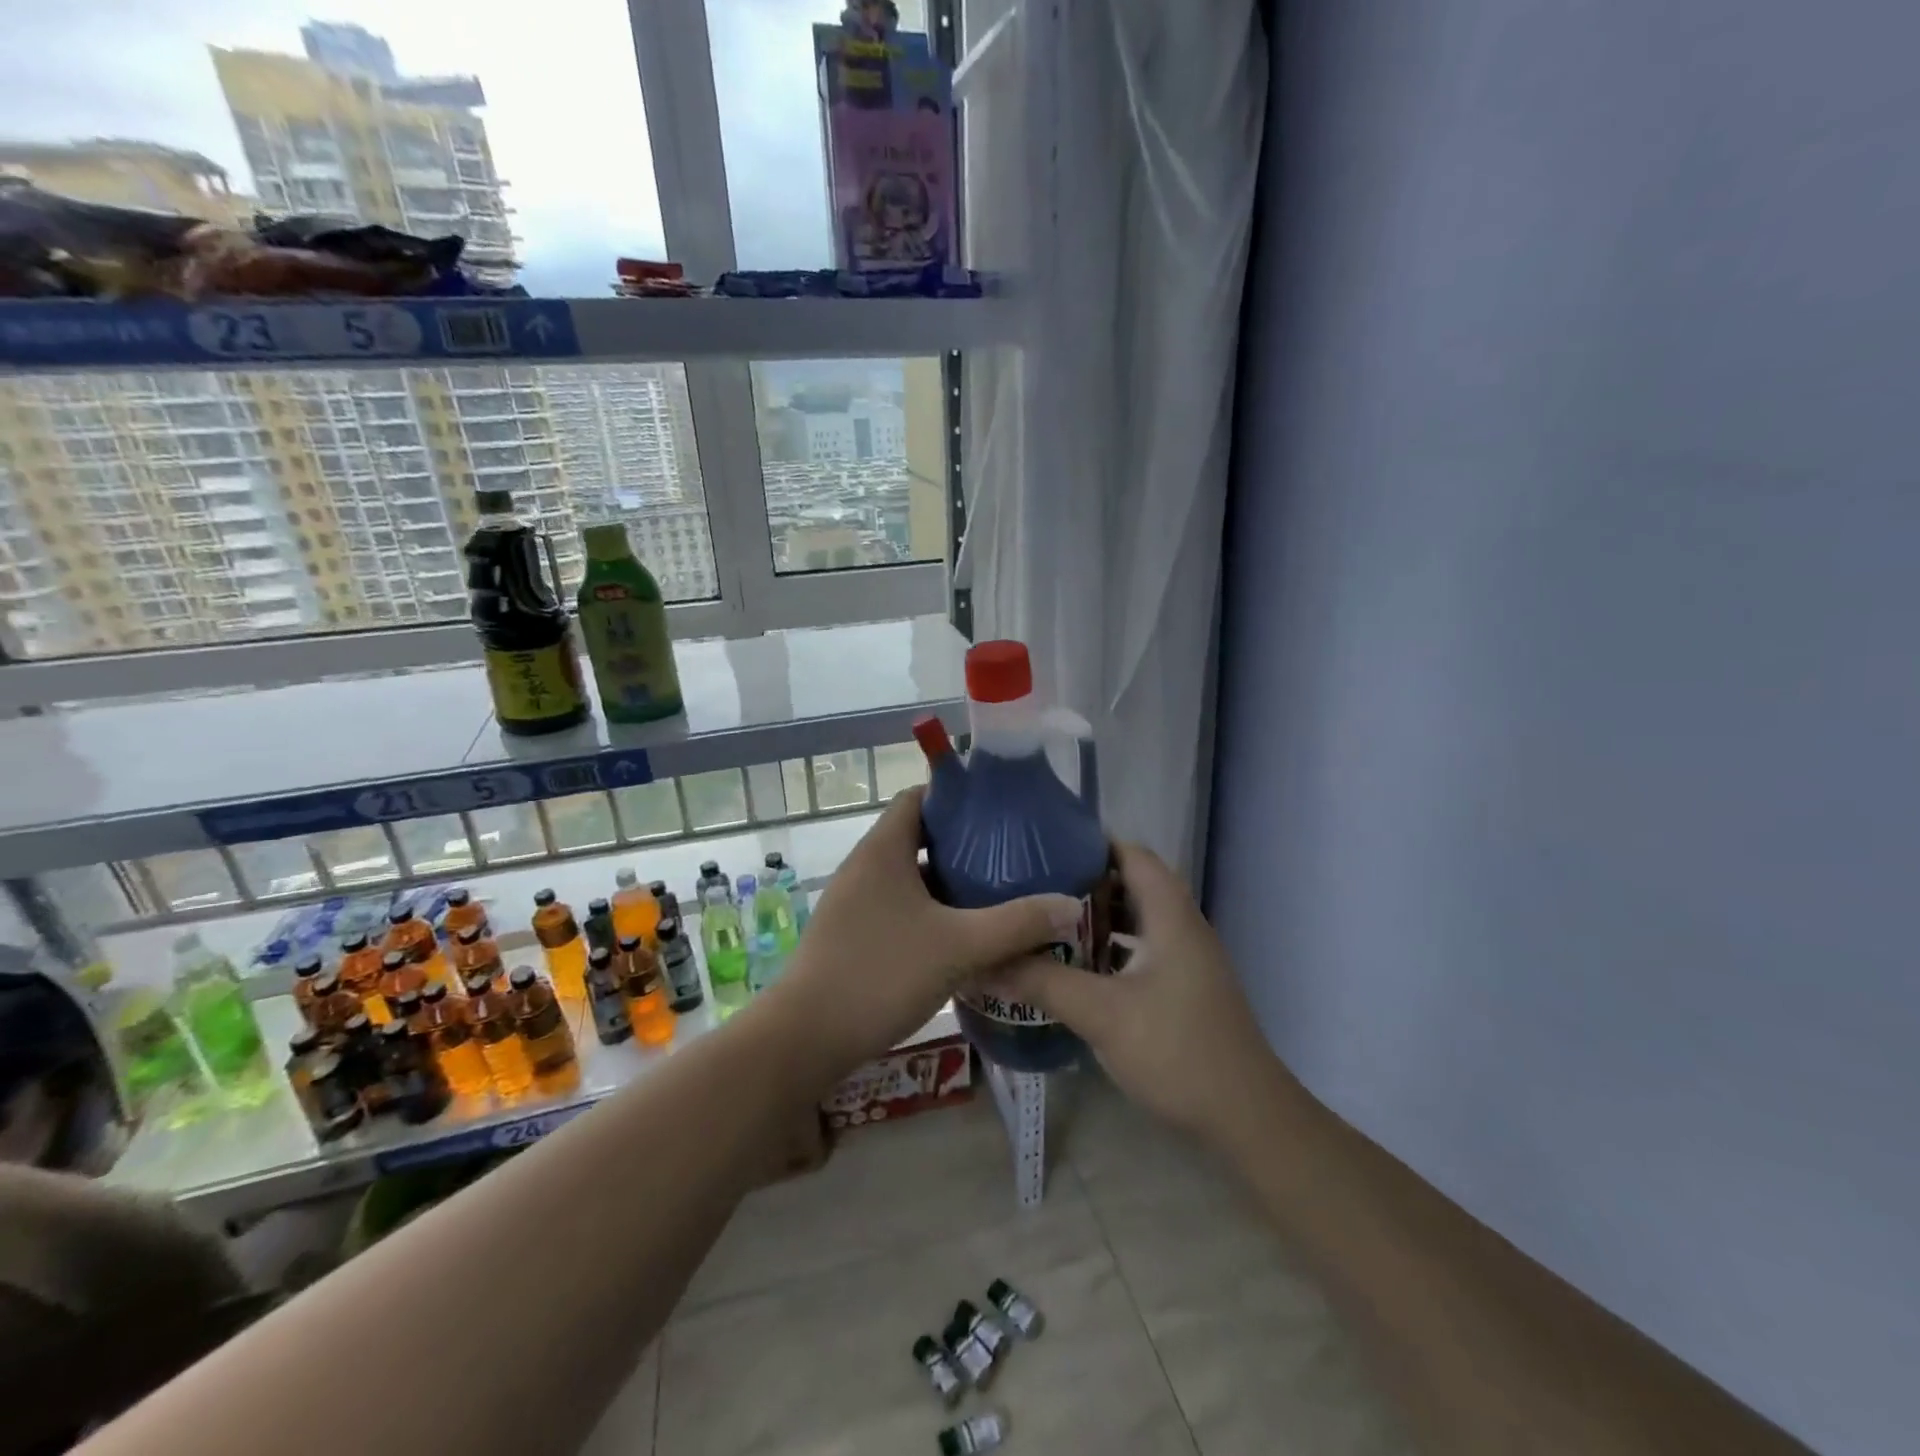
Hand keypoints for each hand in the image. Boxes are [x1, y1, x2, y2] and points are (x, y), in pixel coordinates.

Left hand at [772, 787, 1081, 1077]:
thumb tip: (1070, 905)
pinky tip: (961, 937)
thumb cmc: (880, 974)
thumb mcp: (959, 947)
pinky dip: (930, 912)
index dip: (957, 797)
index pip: (918, 798)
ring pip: (909, 877)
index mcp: (883, 850)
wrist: (805, 1039)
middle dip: (963, 844)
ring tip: (995, 892)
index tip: (999, 811)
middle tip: (1010, 855)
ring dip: (948, 882)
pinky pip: (899, 908)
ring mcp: (855, 903)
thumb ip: (1017, 924)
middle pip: (917, 837)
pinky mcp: (852, 935)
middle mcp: (865, 867)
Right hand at [996, 842, 1287, 1153]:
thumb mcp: (1101, 1014)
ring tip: (1047, 923)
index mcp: (1170, 915)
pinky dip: (1110, 947)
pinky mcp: (1185, 986)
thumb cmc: (1176, 1051)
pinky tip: (1077, 967)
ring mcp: (1187, 958)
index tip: (1043, 849)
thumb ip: (1043, 982)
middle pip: (1132, 883)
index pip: (1132, 854)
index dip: (1090, 844)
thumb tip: (986, 962)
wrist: (1246, 1117)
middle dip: (1084, 881)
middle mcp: (1182, 926)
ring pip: (1136, 918)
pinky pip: (1142, 948)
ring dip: (1096, 917)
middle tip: (1035, 887)